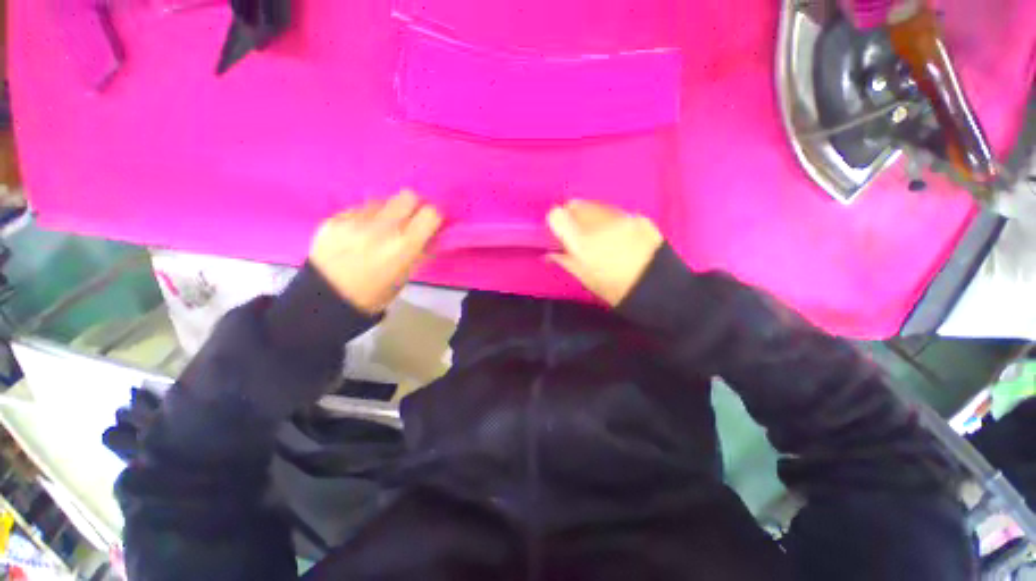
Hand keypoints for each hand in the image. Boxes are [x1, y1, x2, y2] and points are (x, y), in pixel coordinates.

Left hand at [309, 191, 442, 313]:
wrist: (328, 298)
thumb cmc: (376, 292)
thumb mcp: (406, 274)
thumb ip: (420, 250)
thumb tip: (430, 233)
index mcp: (404, 245)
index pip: (431, 213)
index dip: (433, 217)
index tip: (429, 223)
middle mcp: (382, 227)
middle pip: (407, 195)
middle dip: (412, 206)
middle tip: (408, 219)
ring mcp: (355, 220)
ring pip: (382, 199)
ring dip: (386, 211)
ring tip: (378, 229)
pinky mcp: (335, 218)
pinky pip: (359, 208)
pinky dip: (365, 217)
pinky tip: (358, 233)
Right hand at [547, 200, 663, 305]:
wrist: (658, 288)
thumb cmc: (615, 289)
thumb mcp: (584, 278)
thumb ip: (564, 260)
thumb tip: (549, 254)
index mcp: (581, 241)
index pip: (556, 214)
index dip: (555, 222)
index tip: (559, 232)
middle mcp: (598, 223)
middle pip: (576, 205)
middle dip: (572, 216)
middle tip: (578, 233)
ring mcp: (620, 217)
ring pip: (596, 206)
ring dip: (591, 216)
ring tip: (601, 235)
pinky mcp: (638, 216)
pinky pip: (615, 212)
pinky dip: (611, 220)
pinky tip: (620, 237)